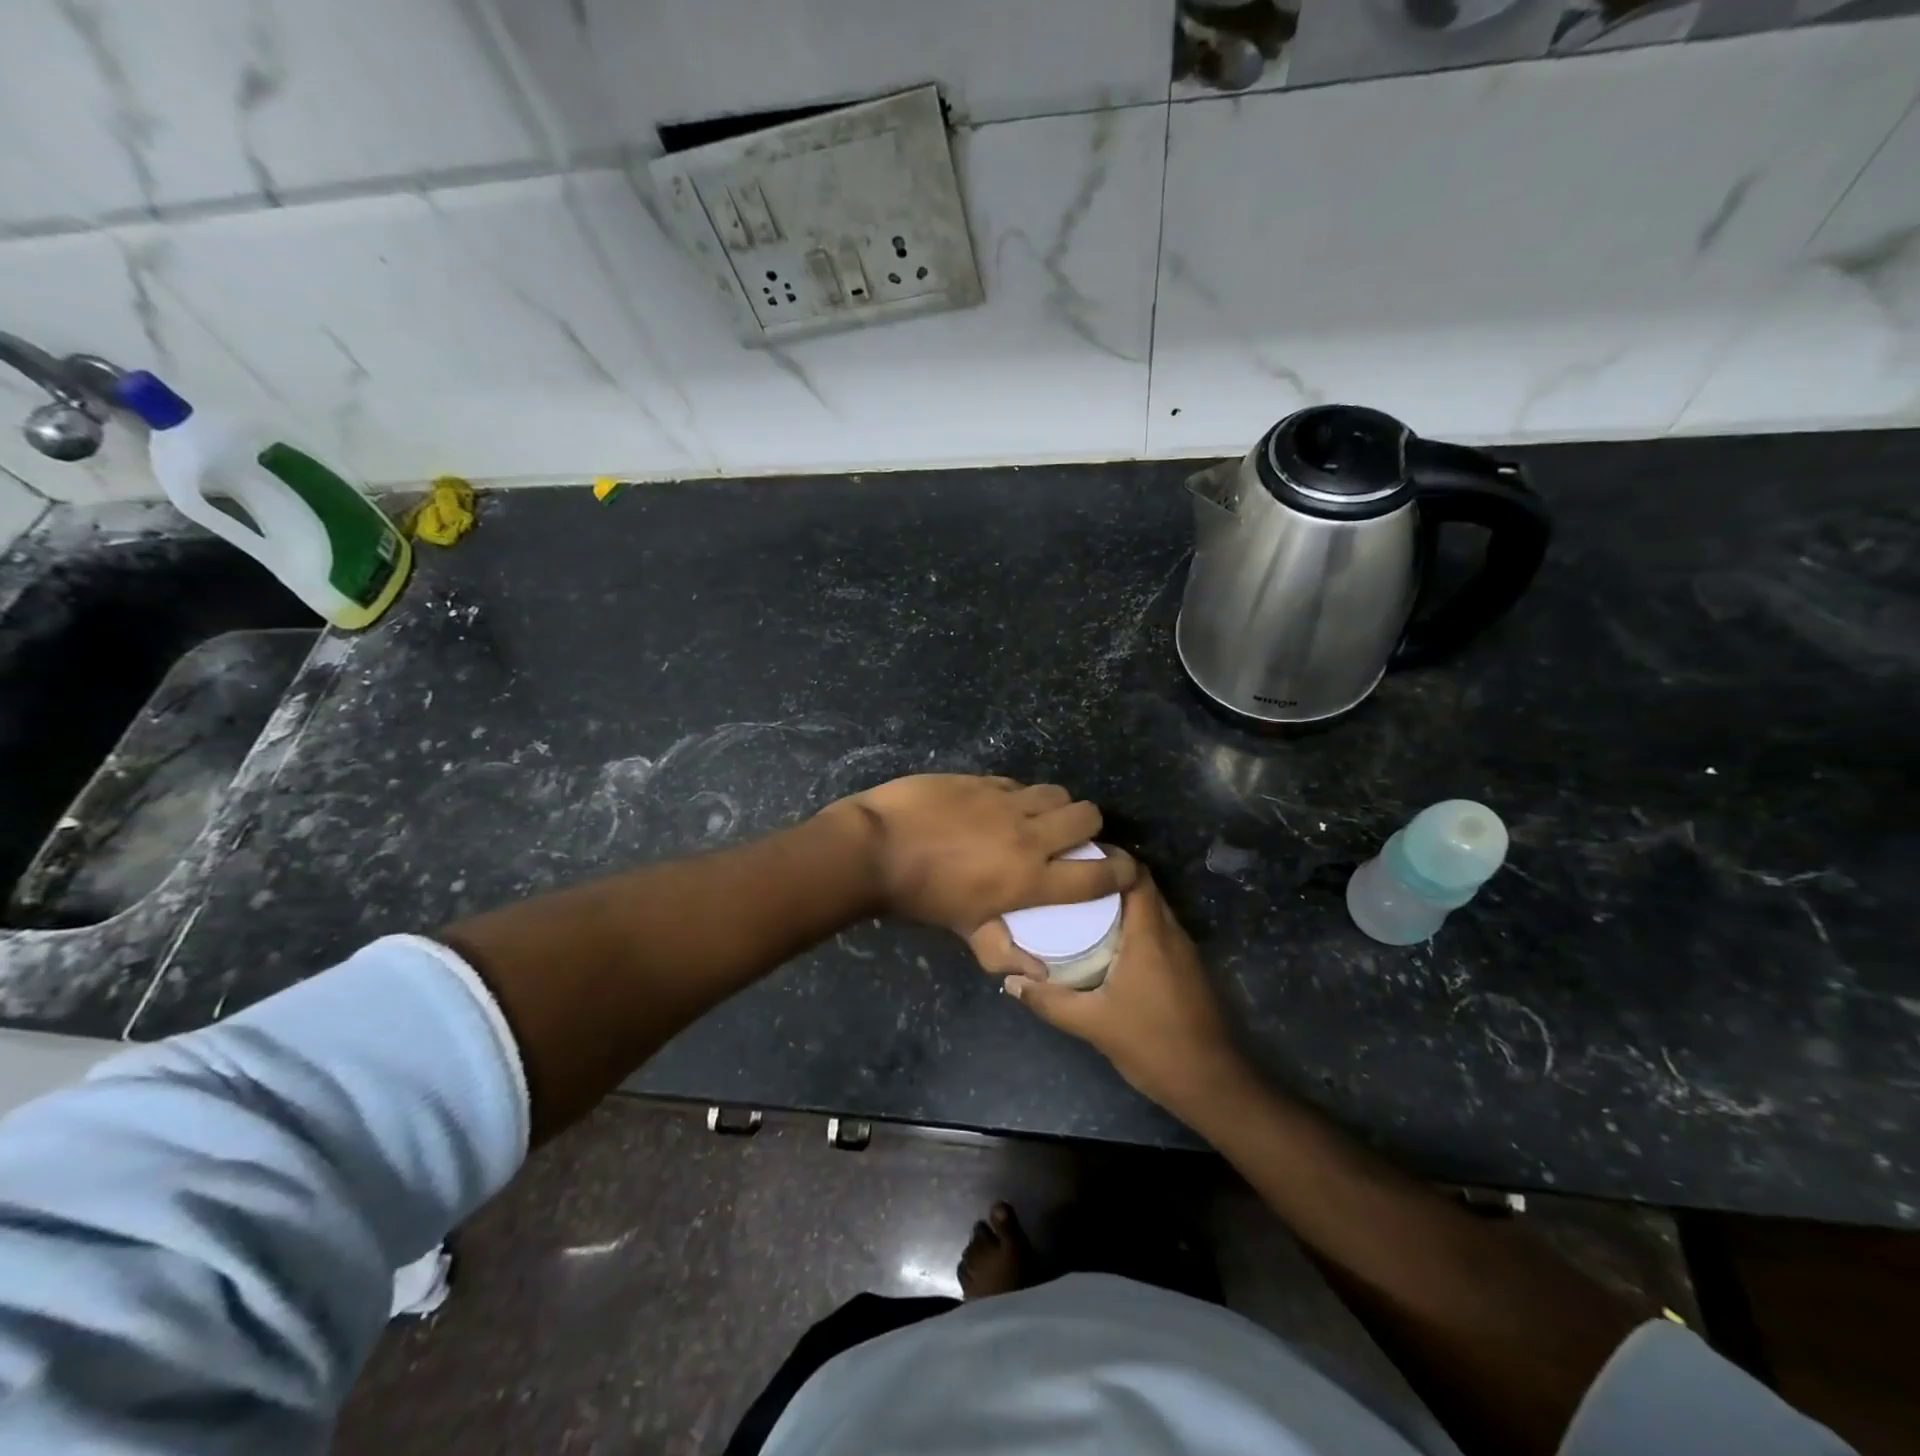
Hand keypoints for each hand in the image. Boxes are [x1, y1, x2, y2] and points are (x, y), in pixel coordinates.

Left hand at [828, 775, 1135, 933]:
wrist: (875, 848)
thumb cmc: (919, 897)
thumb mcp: (963, 929)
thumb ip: (1002, 950)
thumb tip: (1037, 974)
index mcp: (1030, 878)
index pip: (1097, 875)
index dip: (1121, 871)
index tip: (1124, 869)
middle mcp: (1029, 835)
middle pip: (1087, 816)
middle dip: (1089, 826)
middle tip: (1072, 837)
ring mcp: (1005, 801)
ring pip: (1055, 792)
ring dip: (1055, 805)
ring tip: (1037, 817)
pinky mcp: (981, 779)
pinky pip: (1016, 783)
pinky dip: (1018, 795)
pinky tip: (998, 806)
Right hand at [986, 870, 1250, 1116]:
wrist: (1213, 1085)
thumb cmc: (1154, 1045)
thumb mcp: (1093, 1024)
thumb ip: (1050, 1001)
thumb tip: (1011, 982)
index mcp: (1150, 934)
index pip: (1136, 875)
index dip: (1110, 859)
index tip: (1076, 858)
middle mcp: (1171, 933)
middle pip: (1143, 888)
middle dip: (1108, 880)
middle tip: (1068, 883)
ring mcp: (1184, 952)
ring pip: (1151, 910)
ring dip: (1121, 904)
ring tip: (1079, 908)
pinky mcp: (1187, 970)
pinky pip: (1157, 931)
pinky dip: (1133, 926)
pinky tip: (1106, 943)